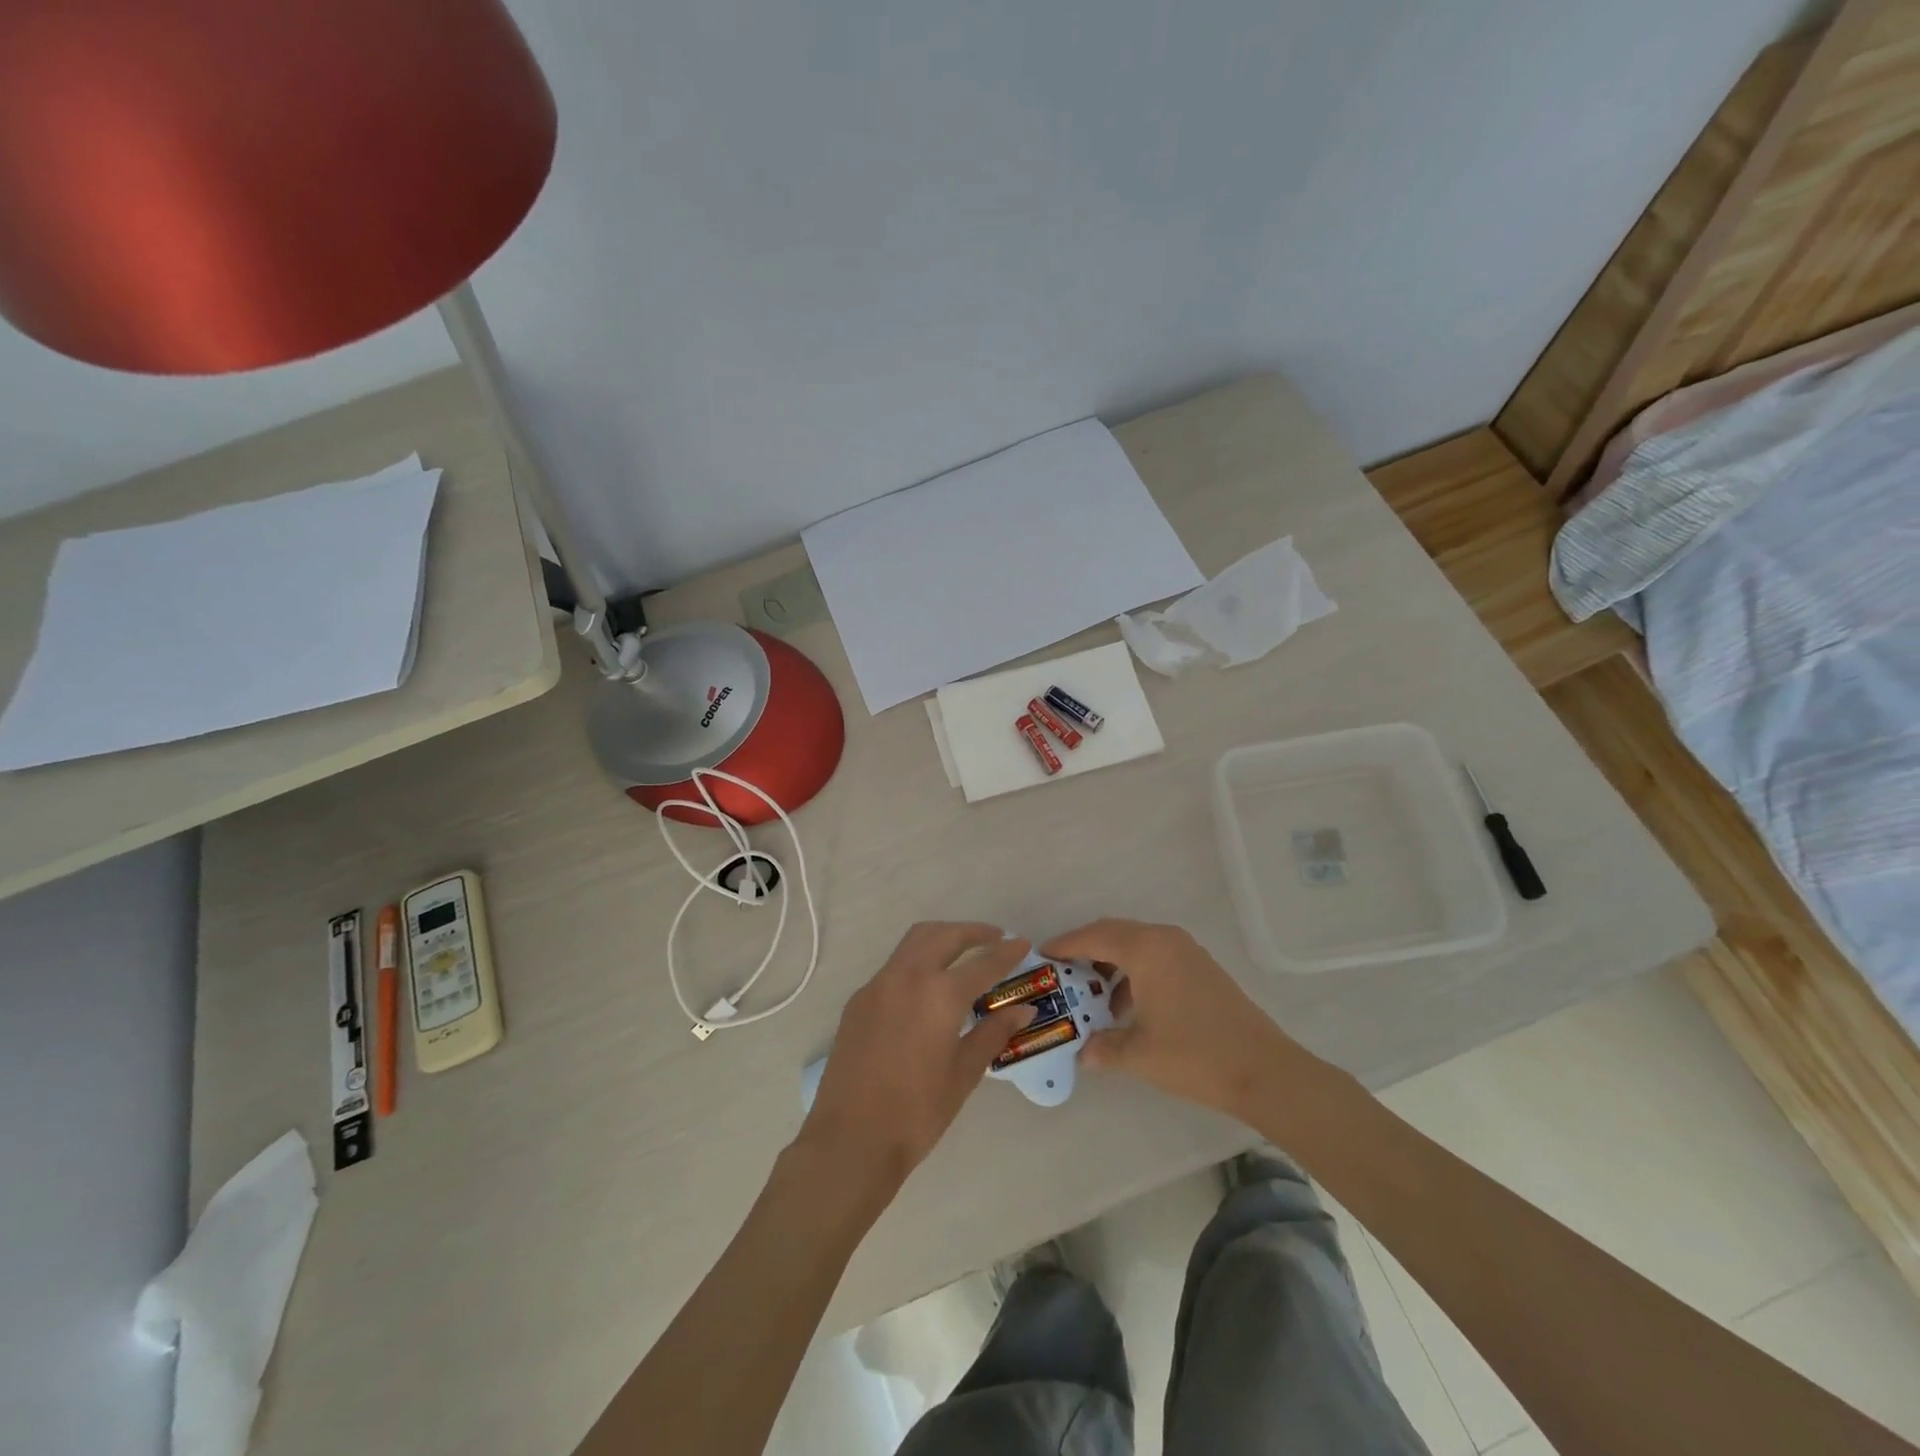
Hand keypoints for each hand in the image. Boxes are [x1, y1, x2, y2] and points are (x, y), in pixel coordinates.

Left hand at [797, 923, 1034, 1196]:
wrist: (851, 1139)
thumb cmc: (917, 1112)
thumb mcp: (964, 1073)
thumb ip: (993, 1033)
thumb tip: (1023, 1010)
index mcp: (940, 994)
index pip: (983, 963)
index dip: (1007, 953)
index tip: (1023, 943)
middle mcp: (908, 976)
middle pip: (944, 935)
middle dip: (972, 932)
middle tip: (994, 938)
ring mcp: (878, 984)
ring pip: (914, 942)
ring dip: (942, 938)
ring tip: (963, 951)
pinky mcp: (859, 999)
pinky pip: (894, 966)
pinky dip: (917, 961)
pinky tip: (927, 986)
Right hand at [1040, 918, 1309, 1117]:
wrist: (1264, 1071)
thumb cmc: (1194, 1055)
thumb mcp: (1139, 1054)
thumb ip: (1103, 1047)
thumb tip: (1083, 1052)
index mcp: (1146, 949)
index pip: (1093, 936)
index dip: (1064, 945)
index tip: (1041, 955)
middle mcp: (1165, 939)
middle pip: (1114, 933)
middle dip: (1085, 950)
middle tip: (1062, 973)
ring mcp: (1187, 952)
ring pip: (1136, 945)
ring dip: (1111, 964)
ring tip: (1092, 996)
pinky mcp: (1201, 968)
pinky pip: (1156, 958)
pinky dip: (1135, 973)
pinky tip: (1128, 1008)